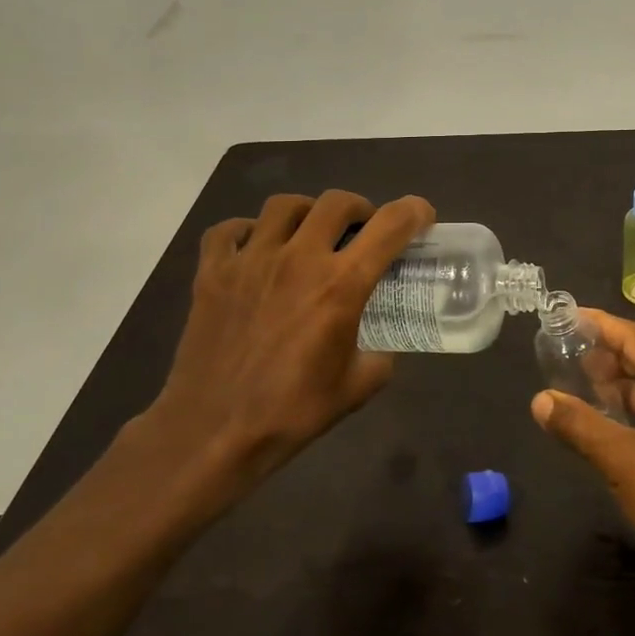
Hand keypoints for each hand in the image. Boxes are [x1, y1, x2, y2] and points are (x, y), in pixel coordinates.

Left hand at [145, 190, 434, 515]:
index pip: (390, 226)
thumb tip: (382, 345)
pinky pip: (228, 230)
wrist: (213, 434)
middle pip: (336, 201)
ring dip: (306, 213)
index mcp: (340, 285)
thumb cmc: (291, 412)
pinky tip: (255, 250)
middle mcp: (298, 259)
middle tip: (361, 232)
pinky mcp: (212, 273)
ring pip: (283, 205)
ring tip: (309, 235)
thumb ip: (380, 356)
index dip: (414, 211)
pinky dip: (246, 232)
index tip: (422, 216)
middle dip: (359, 209)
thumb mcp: (356, 388)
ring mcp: (250, 261)